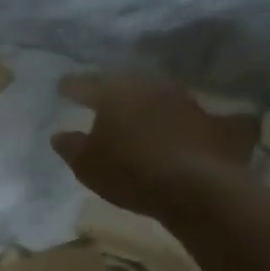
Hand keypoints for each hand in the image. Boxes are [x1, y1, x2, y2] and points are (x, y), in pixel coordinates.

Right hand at [51, 72, 241, 218]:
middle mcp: (149, 86)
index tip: (62, 87)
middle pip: (124, 84)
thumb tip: (59, 135)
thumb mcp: (88, 166)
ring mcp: (183, 99)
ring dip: (147, 104)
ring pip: (157, 95)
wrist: (196, 186)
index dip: (71, 86)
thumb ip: (71, 147)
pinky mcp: (210, 118)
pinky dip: (180, 121)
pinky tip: (178, 130)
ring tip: (139, 116)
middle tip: (103, 99)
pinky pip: (189, 116)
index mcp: (114, 93)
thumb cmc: (130, 173)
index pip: (85, 84)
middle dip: (112, 91)